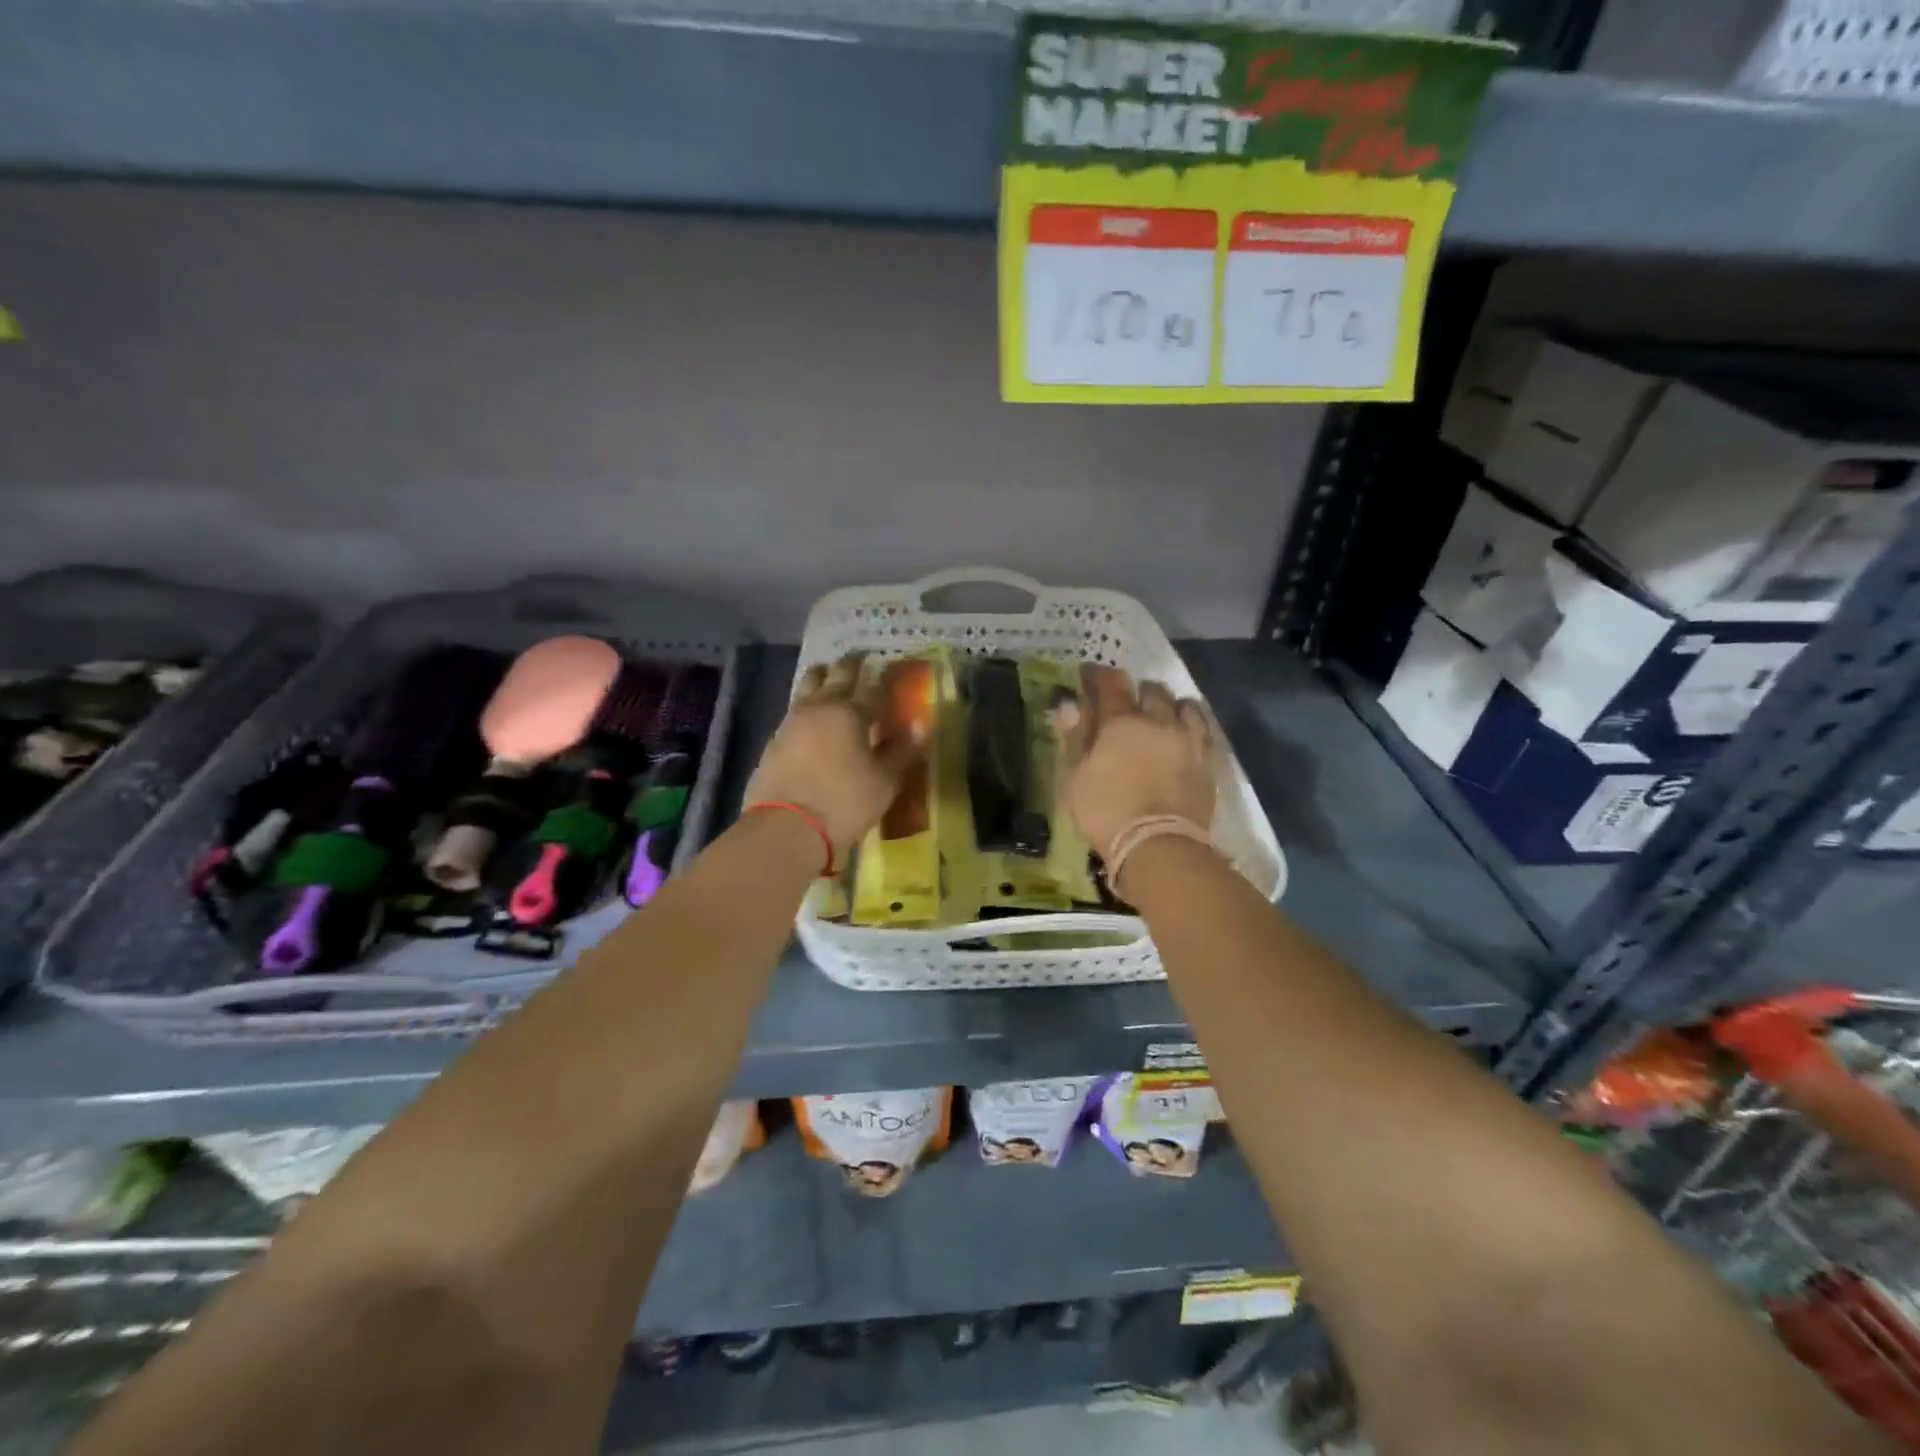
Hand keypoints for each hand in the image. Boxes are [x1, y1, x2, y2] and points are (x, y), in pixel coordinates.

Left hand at [743, 654, 923, 858]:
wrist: (785, 828)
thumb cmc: (844, 803)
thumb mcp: (884, 781)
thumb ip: (902, 749)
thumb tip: (921, 722)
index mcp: (850, 713)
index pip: (870, 685)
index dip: (880, 674)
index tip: (884, 665)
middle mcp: (819, 708)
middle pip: (834, 676)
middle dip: (848, 666)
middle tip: (857, 659)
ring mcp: (791, 721)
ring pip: (807, 686)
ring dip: (820, 677)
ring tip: (828, 675)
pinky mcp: (773, 740)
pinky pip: (793, 710)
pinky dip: (804, 705)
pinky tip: (809, 715)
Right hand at [1053, 668, 1215, 859]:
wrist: (1159, 845)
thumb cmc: (1107, 811)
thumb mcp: (1076, 778)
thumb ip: (1074, 738)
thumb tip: (1069, 705)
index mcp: (1120, 722)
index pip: (1110, 684)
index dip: (1097, 675)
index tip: (1088, 674)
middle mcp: (1158, 720)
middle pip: (1151, 689)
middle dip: (1137, 690)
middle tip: (1126, 703)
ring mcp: (1188, 739)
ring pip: (1183, 704)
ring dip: (1169, 705)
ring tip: (1161, 716)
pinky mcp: (1208, 760)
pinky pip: (1204, 728)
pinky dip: (1192, 723)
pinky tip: (1185, 732)